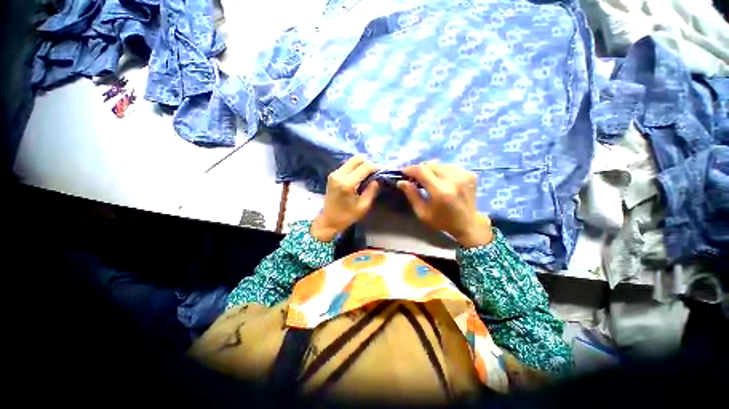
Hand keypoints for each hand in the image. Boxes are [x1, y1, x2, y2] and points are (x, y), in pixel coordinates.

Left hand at [310, 156, 379, 241]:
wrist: (328, 221)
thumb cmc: (347, 216)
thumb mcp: (363, 206)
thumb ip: (372, 190)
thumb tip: (378, 179)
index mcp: (347, 184)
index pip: (365, 167)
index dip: (375, 167)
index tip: (381, 173)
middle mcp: (339, 175)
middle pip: (357, 158)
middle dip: (368, 163)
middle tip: (374, 172)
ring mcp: (334, 173)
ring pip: (352, 160)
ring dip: (362, 164)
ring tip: (368, 174)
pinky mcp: (332, 174)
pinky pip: (347, 165)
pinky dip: (355, 167)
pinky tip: (359, 176)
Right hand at [398, 163, 492, 247]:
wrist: (468, 224)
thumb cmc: (442, 221)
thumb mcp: (422, 212)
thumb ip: (412, 195)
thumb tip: (401, 181)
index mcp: (441, 191)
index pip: (422, 171)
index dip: (410, 169)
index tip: (403, 172)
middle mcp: (454, 179)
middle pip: (431, 165)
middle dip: (419, 169)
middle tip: (414, 177)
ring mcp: (464, 175)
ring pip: (440, 165)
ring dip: (430, 170)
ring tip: (426, 179)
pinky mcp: (470, 174)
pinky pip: (449, 167)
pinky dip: (441, 171)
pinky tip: (440, 180)